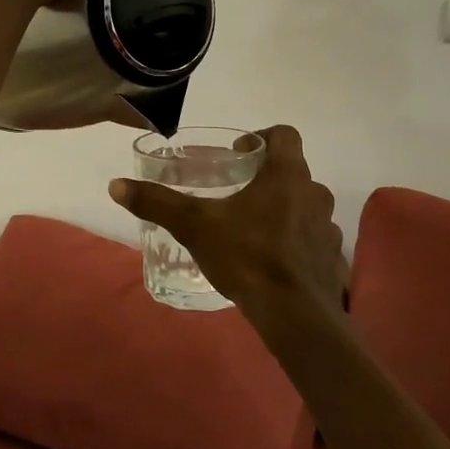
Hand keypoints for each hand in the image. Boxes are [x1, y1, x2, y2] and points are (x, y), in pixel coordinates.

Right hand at [108, 126, 347, 326]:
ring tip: (254, 229)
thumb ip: (158, 203)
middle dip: (267, 177)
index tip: (239, 155)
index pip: (285, 134)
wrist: (295, 314)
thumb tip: (117, 185)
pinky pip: (314, 237)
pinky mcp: (332, 256)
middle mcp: (314, 192)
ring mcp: (328, 225)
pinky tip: (275, 260)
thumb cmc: (247, 256)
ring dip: (284, 208)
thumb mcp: (195, 226)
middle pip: (292, 170)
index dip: (262, 137)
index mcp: (286, 174)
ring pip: (305, 204)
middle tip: (238, 194)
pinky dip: (297, 240)